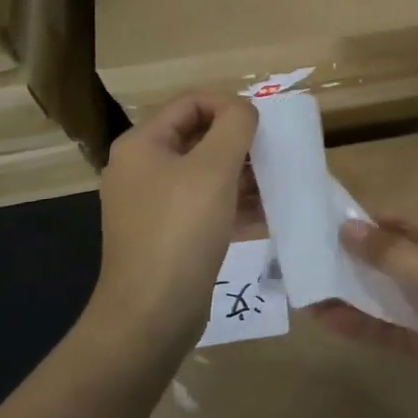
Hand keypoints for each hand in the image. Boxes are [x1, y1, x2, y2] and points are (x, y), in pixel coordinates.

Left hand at [93, 92, 258, 352]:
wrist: (152, 314)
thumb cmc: (181, 230)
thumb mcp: (214, 168)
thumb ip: (234, 126)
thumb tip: (244, 109)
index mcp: (142, 144)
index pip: (191, 102)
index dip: (229, 105)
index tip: (263, 125)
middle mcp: (141, 169)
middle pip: (198, 137)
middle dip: (239, 142)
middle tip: (274, 153)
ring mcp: (151, 205)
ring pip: (204, 173)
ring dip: (241, 173)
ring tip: (276, 182)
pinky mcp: (166, 235)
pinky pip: (204, 205)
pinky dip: (233, 203)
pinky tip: (266, 213)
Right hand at [312, 218, 417, 417]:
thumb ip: (389, 252)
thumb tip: (347, 225)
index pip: (396, 222)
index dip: (362, 219)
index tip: (320, 218)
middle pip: (385, 258)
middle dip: (348, 257)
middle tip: (301, 256)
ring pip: (382, 295)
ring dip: (348, 291)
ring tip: (304, 287)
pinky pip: (387, 329)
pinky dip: (359, 324)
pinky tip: (325, 321)